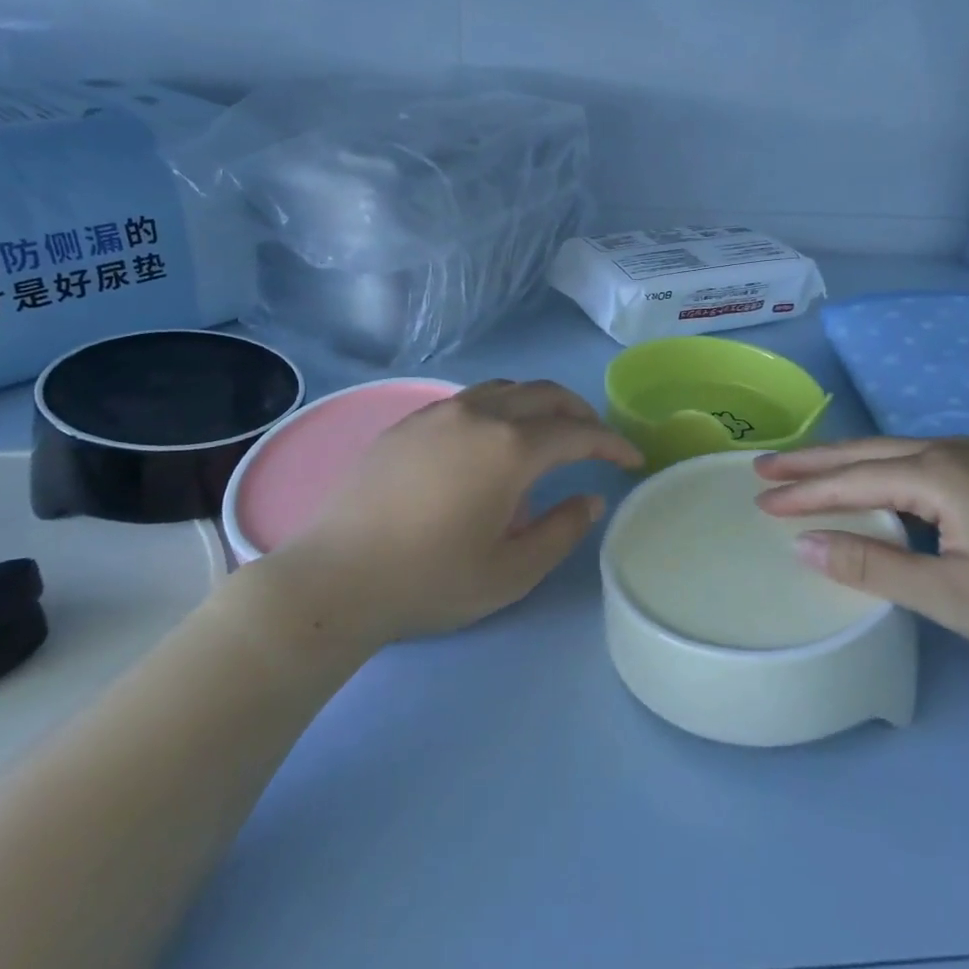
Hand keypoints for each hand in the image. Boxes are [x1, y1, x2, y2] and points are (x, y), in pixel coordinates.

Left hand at [262, 380, 641, 645]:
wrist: (335, 578)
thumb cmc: (430, 580)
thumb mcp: (512, 571)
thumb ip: (562, 530)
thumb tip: (591, 498)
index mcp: (510, 448)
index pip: (579, 432)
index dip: (612, 443)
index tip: (632, 459)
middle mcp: (479, 414)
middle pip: (545, 394)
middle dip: (580, 413)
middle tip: (596, 441)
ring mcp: (439, 412)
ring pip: (506, 389)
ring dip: (539, 404)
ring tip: (548, 434)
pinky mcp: (409, 421)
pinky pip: (470, 399)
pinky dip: (500, 408)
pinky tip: (491, 441)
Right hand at [754, 437, 968, 662]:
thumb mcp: (953, 595)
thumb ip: (874, 567)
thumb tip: (806, 546)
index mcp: (937, 473)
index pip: (851, 480)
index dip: (803, 493)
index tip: (759, 501)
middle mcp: (951, 450)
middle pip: (865, 451)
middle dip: (811, 461)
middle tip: (763, 468)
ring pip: (892, 452)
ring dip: (844, 463)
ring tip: (802, 471)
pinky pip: (917, 462)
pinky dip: (877, 470)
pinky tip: (871, 483)